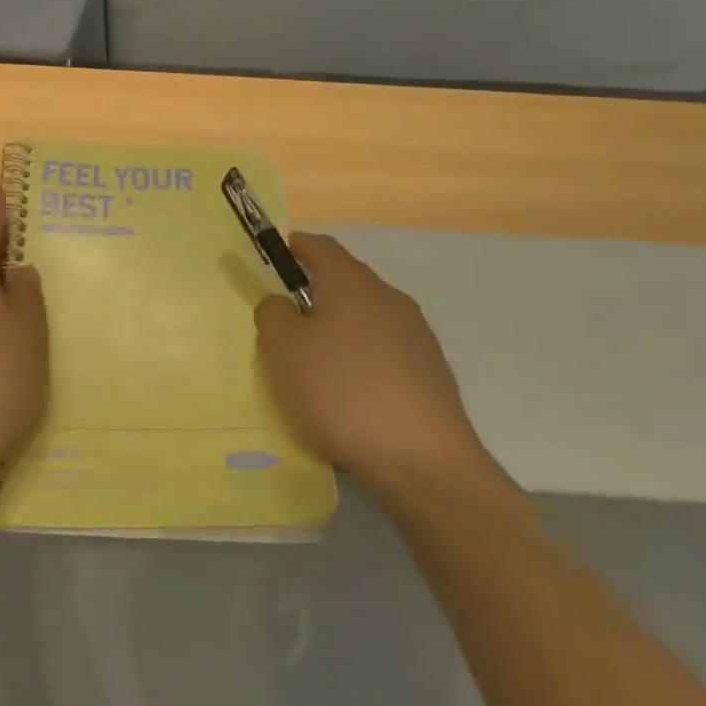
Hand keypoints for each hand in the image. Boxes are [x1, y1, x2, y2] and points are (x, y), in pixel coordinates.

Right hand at [255, 233, 509, 501]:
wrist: (422, 459)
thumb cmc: (340, 391)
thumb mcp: (283, 349)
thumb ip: (273, 314)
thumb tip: (282, 303)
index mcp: (351, 282)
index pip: (321, 246)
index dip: (297, 247)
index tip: (279, 255)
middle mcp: (388, 298)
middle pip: (347, 281)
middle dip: (317, 293)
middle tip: (288, 320)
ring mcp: (416, 335)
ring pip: (368, 318)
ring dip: (342, 328)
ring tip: (317, 363)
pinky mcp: (431, 372)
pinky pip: (385, 352)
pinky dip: (363, 360)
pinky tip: (351, 393)